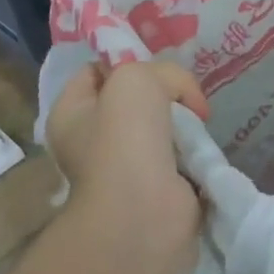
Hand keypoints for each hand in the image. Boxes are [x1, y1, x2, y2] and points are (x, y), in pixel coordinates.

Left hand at [45, 59, 210, 262]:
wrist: (144, 211)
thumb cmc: (125, 140)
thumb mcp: (136, 78)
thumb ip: (162, 72)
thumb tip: (185, 100)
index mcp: (70, 114)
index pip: (95, 71)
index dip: (126, 61)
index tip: (157, 68)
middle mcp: (92, 140)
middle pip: (135, 100)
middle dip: (165, 94)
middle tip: (186, 97)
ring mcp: (124, 167)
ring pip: (162, 127)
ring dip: (184, 123)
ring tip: (199, 122)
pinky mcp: (157, 188)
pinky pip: (180, 156)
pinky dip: (195, 150)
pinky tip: (203, 147)